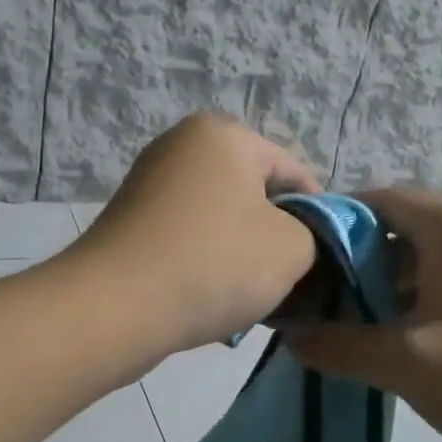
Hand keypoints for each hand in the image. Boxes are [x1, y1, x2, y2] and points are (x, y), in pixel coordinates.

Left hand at [69, 113, 320, 358]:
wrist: (116, 307)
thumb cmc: (214, 263)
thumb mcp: (291, 248)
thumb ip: (313, 235)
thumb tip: (298, 240)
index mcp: (224, 135)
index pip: (293, 171)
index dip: (318, 215)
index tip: (326, 258)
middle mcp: (182, 146)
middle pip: (254, 193)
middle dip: (276, 236)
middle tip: (290, 280)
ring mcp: (150, 182)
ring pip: (221, 219)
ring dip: (241, 255)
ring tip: (251, 297)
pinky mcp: (130, 221)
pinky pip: (187, 237)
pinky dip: (206, 263)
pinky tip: (212, 299)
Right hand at [286, 188, 441, 441]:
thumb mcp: (410, 363)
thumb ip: (341, 346)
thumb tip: (290, 335)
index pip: (376, 200)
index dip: (332, 225)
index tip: (296, 261)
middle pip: (401, 232)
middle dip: (355, 267)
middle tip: (315, 306)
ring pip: (429, 266)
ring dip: (388, 294)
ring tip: (349, 333)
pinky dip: (422, 312)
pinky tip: (402, 352)